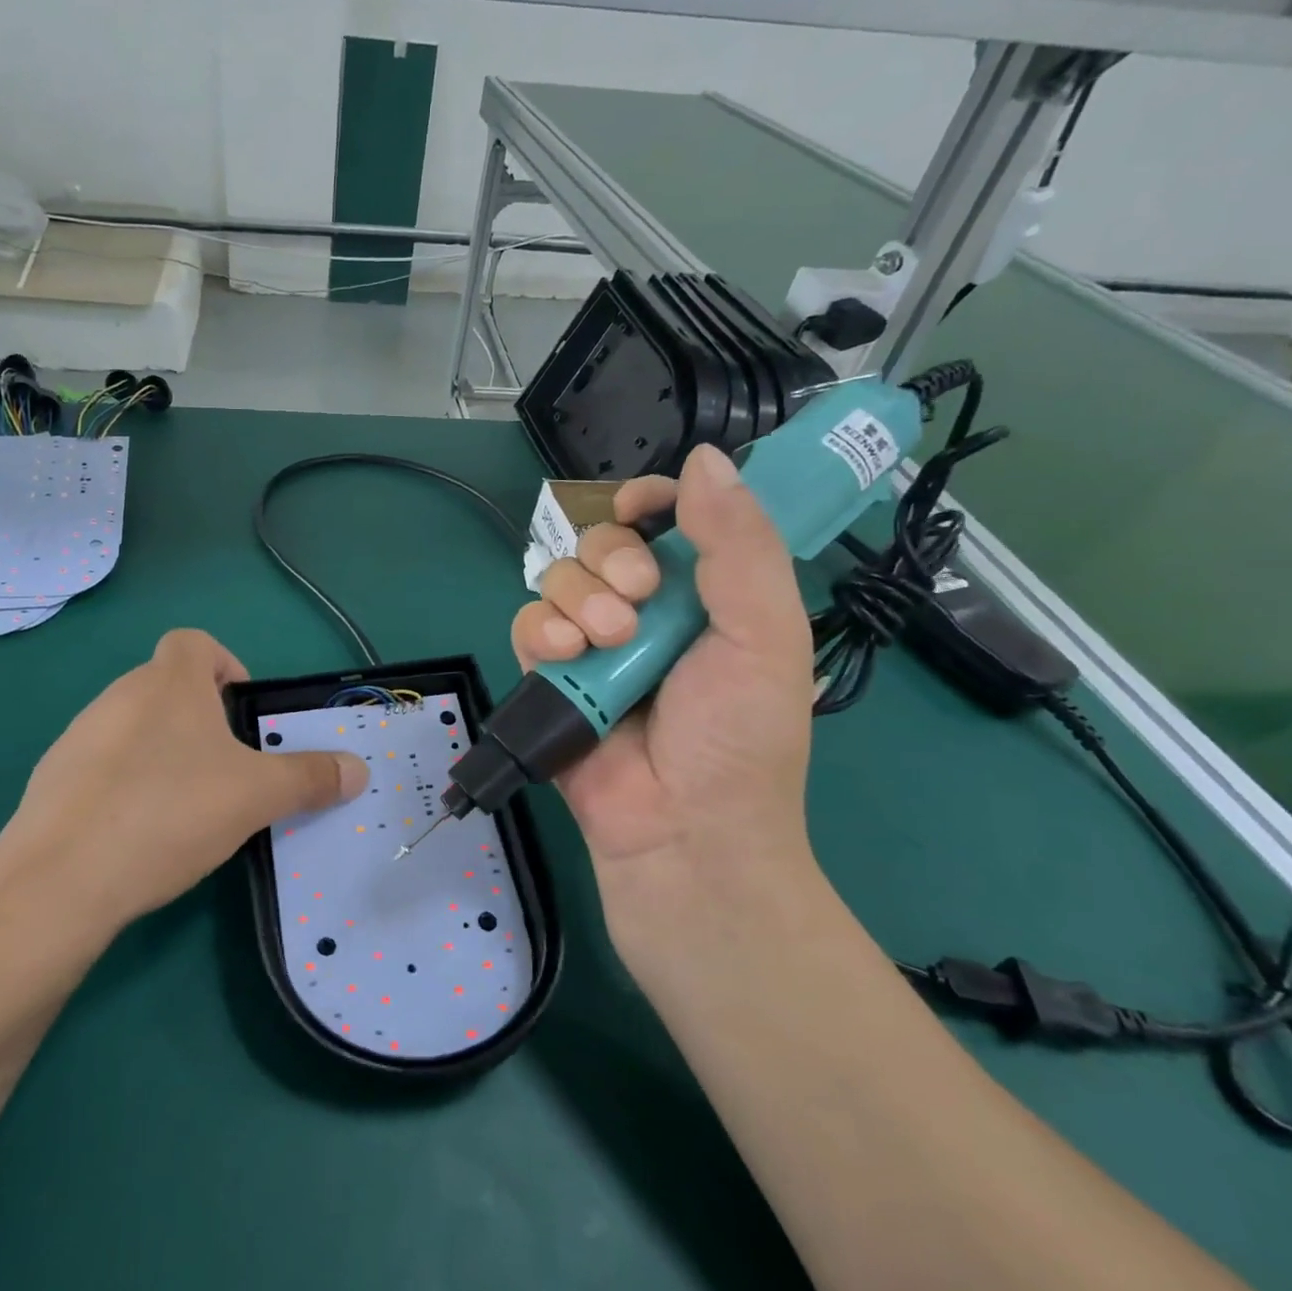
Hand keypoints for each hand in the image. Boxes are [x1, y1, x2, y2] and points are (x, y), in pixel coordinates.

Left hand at [0, 629, 366, 931]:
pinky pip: (102, 766)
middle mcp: (119, 696)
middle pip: (166, 687)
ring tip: (184, 807)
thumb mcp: (256, 796)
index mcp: (168, 684)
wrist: (61, 879)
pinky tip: (138, 833)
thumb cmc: (170, 812)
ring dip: (163, 752)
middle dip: (201, 719)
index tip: (242, 712)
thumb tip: (358, 770)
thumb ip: (310, 778)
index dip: (225, 665)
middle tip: (226, 770)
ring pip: (134, 727)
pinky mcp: (52, 779)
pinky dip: (125, 784)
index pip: (195, 643)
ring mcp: (79, 736)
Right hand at [511, 446, 817, 954]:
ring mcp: (591, 644)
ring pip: (558, 577)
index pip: (666, 520)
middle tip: (637, 600)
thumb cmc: (738, 737)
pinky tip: (565, 658)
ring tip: (605, 644)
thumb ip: (739, 546)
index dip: (649, 502)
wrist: (683, 832)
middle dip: (612, 559)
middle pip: (601, 540)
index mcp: (703, 594)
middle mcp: (643, 611)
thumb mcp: (764, 636)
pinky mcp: (548, 676)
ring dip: (578, 599)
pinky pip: (527, 625)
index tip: (643, 509)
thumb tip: (703, 459)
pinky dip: (541, 633)